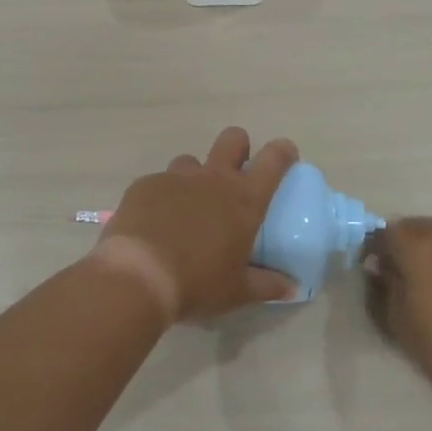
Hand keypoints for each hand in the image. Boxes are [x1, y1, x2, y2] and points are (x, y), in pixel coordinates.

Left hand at [88, 128, 299, 322]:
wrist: (138, 276)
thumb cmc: (197, 283)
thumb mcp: (237, 291)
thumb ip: (268, 285)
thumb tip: (293, 289)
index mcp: (243, 199)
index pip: (273, 159)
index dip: (283, 151)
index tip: (286, 156)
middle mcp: (212, 178)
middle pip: (233, 139)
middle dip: (239, 148)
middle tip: (235, 174)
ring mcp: (175, 178)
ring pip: (191, 161)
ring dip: (195, 177)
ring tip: (188, 207)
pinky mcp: (145, 185)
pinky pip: (159, 182)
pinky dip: (162, 197)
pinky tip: (155, 223)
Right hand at [362, 218, 431, 398]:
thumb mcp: (396, 319)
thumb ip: (382, 286)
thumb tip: (378, 267)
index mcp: (416, 245)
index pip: (383, 233)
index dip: (371, 248)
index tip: (369, 267)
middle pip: (411, 226)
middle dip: (398, 243)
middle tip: (393, 269)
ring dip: (423, 246)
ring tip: (420, 274)